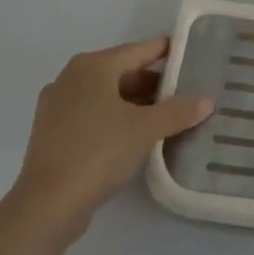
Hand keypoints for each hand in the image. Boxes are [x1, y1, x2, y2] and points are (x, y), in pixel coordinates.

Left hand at [12, 38, 210, 243]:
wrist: (47, 204)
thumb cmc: (98, 152)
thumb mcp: (146, 129)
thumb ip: (178, 111)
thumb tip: (207, 101)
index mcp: (93, 66)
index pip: (139, 50)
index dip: (166, 51)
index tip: (189, 53)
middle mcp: (71, 77)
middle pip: (121, 72)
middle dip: (151, 83)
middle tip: (182, 92)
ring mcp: (57, 105)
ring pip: (105, 95)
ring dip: (133, 103)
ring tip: (163, 117)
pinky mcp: (51, 133)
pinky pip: (90, 115)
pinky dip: (113, 119)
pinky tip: (132, 136)